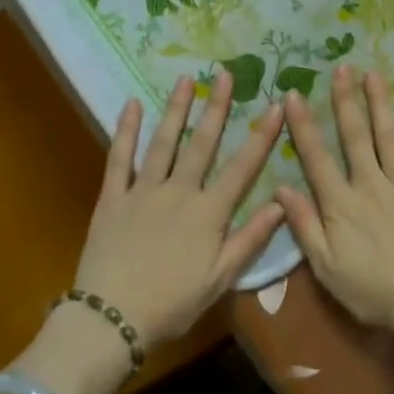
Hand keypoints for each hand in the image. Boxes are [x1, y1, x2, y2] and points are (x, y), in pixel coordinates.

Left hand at [66, 71, 284, 347]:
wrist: (111, 319)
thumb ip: (251, 239)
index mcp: (209, 212)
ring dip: (175, 109)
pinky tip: (132, 105)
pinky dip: (125, 131)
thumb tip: (282, 203)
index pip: (242, 166)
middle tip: (224, 74)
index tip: (275, 105)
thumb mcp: (220, 279)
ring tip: (185, 79)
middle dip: (216, 107)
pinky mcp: (112, 198)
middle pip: (201, 143)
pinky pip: (119, 158)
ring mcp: (143, 191)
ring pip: (163, 142)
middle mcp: (179, 191)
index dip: (261, 135)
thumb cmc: (172, 303)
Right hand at [276, 65, 393, 341]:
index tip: (294, 95)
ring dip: (379, 103)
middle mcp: (369, 184)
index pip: (316, 157)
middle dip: (345, 100)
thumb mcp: (325, 267)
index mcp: (340, 204)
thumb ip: (304, 226)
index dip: (304, 126)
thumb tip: (281, 189)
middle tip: (340, 68)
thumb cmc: (370, 289)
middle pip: (354, 136)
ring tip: (372, 73)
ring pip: (387, 136)